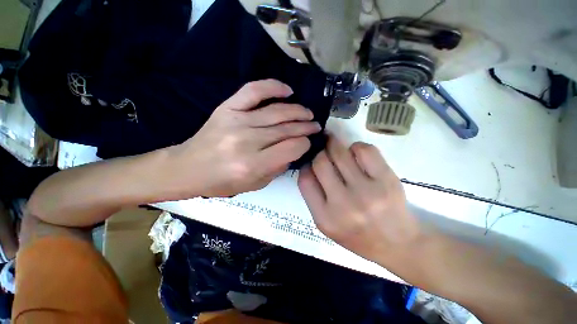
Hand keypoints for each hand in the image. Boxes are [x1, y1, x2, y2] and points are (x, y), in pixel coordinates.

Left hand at [171, 79, 320, 196]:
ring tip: (307, 113)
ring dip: (297, 111)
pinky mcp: (227, 108)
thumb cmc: (222, 182)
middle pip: (286, 129)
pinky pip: (253, 91)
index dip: (304, 144)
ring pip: (276, 111)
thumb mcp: (255, 184)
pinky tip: (287, 90)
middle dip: (306, 127)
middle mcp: (247, 141)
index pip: (292, 148)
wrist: (188, 168)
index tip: (307, 142)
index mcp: (253, 164)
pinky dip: (273, 87)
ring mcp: (236, 120)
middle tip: (315, 125)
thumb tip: (294, 150)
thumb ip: (278, 168)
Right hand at [298, 136, 420, 264]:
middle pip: (321, 163)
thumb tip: (310, 164)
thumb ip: (314, 196)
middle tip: (324, 150)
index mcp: (325, 218)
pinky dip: (356, 147)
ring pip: (340, 153)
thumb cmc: (357, 235)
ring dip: (335, 146)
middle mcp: (344, 204)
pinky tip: (357, 154)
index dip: (306, 166)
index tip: (311, 163)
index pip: (305, 180)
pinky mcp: (387, 180)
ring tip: (337, 147)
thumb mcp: (326, 224)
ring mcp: (367, 192)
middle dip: (320, 153)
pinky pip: (365, 150)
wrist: (397, 244)